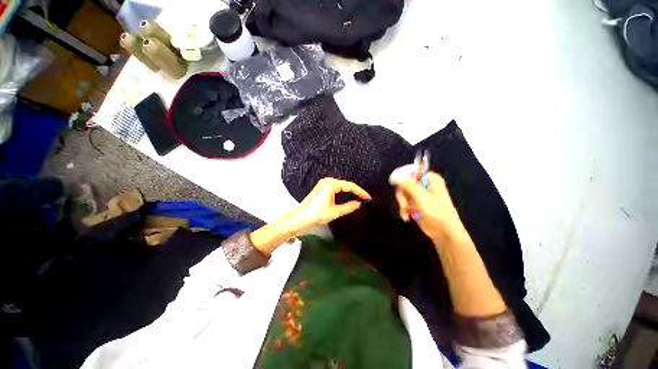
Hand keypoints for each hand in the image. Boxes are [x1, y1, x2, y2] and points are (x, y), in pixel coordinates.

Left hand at [292, 178, 371, 229]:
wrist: (301, 218)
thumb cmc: (318, 214)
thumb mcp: (335, 211)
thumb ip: (349, 207)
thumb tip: (359, 203)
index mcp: (331, 184)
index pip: (350, 186)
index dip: (360, 192)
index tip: (368, 197)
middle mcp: (327, 181)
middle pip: (345, 185)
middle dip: (355, 191)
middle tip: (364, 198)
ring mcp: (323, 184)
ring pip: (340, 186)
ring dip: (349, 191)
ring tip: (358, 197)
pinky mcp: (321, 188)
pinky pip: (335, 188)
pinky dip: (342, 192)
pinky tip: (347, 196)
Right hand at [391, 167, 463, 241]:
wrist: (444, 232)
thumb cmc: (436, 213)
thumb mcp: (422, 197)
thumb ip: (409, 185)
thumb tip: (396, 176)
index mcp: (430, 178)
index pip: (411, 171)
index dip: (401, 177)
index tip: (396, 186)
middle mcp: (424, 184)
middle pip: (404, 183)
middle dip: (402, 195)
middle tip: (404, 204)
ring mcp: (419, 194)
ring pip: (402, 193)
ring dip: (402, 203)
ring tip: (406, 212)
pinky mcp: (415, 203)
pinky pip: (404, 201)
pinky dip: (403, 208)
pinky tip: (406, 216)